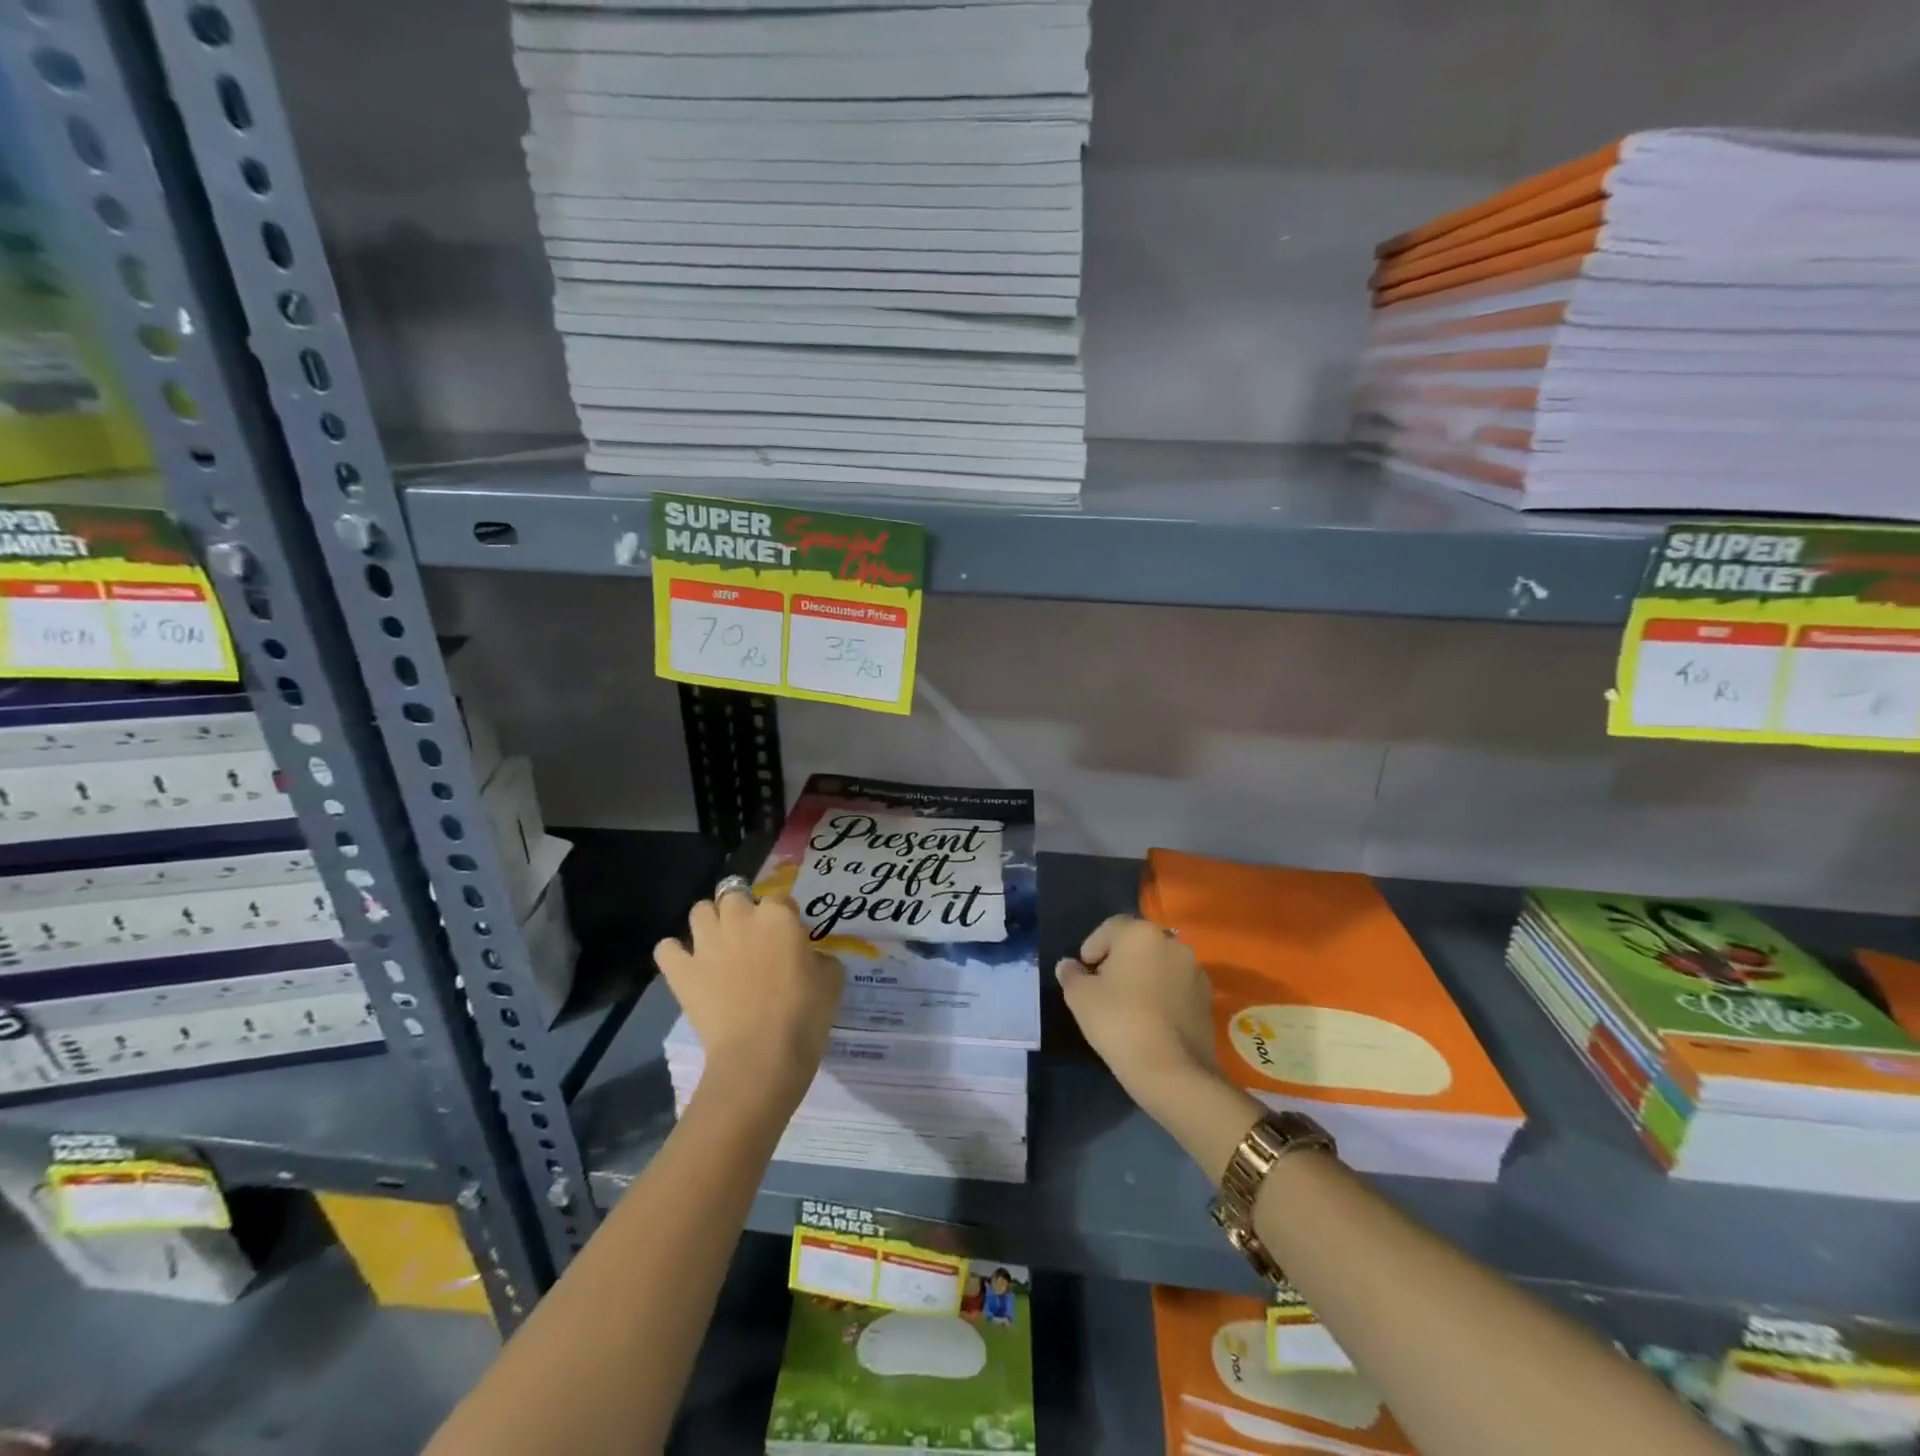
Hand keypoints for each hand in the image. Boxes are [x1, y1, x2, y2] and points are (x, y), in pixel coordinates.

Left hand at [654, 889, 842, 1112]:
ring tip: (719, 944)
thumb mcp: (833, 980)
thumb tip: (811, 958)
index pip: (781, 899)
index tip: (791, 937)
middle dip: (742, 909)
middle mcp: (739, 919)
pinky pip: (666, 948)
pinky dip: (674, 953)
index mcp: (778, 916)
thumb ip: (822, 958)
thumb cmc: (804, 1014)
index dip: (786, 916)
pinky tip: (686, 965)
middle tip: (753, 937)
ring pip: (699, 911)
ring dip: (709, 922)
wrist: (761, 1054)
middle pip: (734, 895)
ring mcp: (706, 944)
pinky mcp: (682, 972)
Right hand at [1056, 914, 1221, 1115]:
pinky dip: (1162, 994)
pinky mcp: (1207, 998)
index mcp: (1140, 933)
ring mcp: (1194, 971)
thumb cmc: (1119, 1022)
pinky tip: (1151, 1020)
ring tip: (1128, 1006)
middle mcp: (1171, 943)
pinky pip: (1176, 986)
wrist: (1172, 1071)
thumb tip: (1068, 965)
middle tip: (1103, 988)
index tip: (1085, 972)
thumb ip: (1071, 975)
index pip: (1110, 928)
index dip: (1093, 947)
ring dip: (1143, 976)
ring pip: (1159, 964)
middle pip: (1137, 944)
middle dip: (1119, 960)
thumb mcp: (1080, 997)